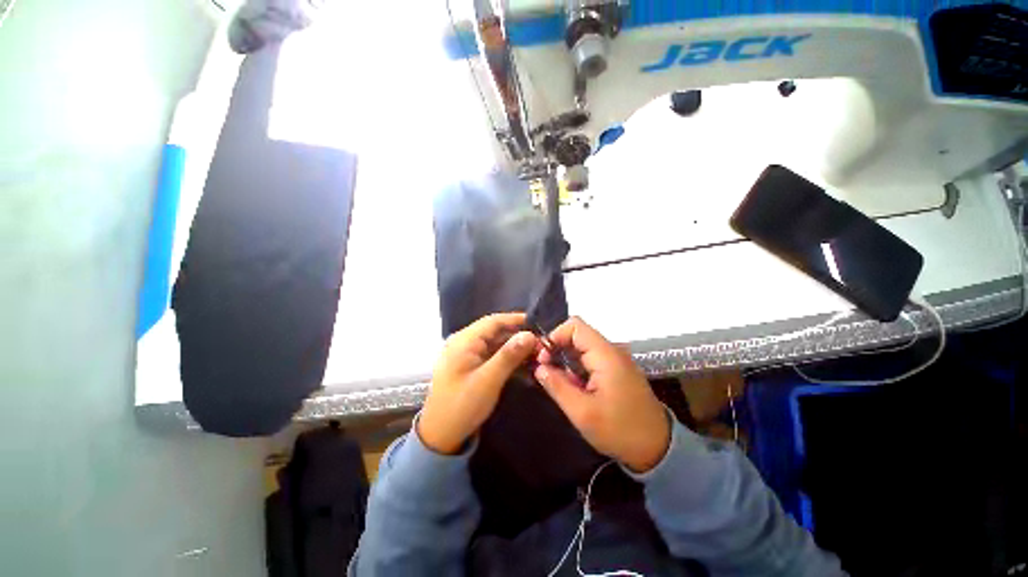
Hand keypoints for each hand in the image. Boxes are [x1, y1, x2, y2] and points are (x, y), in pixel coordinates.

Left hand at [418, 313, 537, 454]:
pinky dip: (506, 358)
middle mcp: (464, 342)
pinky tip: (523, 364)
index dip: (516, 319)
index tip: (538, 323)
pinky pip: (491, 355)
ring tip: (536, 353)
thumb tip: (529, 334)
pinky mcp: (470, 366)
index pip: (493, 321)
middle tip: (541, 343)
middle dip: (518, 336)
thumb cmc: (462, 406)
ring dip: (514, 348)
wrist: (440, 436)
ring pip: (495, 343)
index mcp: (464, 340)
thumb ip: (508, 355)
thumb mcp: (488, 380)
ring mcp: (466, 354)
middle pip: (495, 331)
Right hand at [534, 317, 669, 472]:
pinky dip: (578, 367)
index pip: (575, 326)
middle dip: (558, 348)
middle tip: (546, 372)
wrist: (658, 448)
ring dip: (567, 359)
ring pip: (583, 347)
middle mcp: (612, 350)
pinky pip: (592, 358)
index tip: (543, 358)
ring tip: (560, 383)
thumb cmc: (619, 430)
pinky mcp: (617, 369)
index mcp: (606, 355)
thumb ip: (557, 386)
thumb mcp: (582, 412)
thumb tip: (539, 367)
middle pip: (578, 335)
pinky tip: (575, 387)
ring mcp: (616, 359)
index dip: (555, 335)